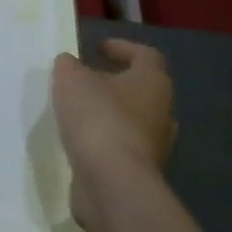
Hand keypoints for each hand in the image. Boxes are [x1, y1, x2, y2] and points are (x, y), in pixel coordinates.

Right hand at [52, 39, 174, 230]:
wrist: (113, 182)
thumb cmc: (98, 119)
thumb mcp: (72, 81)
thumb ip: (69, 66)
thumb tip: (69, 63)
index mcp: (152, 82)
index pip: (145, 55)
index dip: (122, 48)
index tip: (97, 48)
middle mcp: (162, 111)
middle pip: (141, 89)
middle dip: (114, 83)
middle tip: (85, 81)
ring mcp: (155, 145)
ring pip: (133, 120)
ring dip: (109, 114)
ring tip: (78, 113)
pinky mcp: (140, 171)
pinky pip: (122, 147)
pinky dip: (104, 141)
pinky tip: (80, 142)